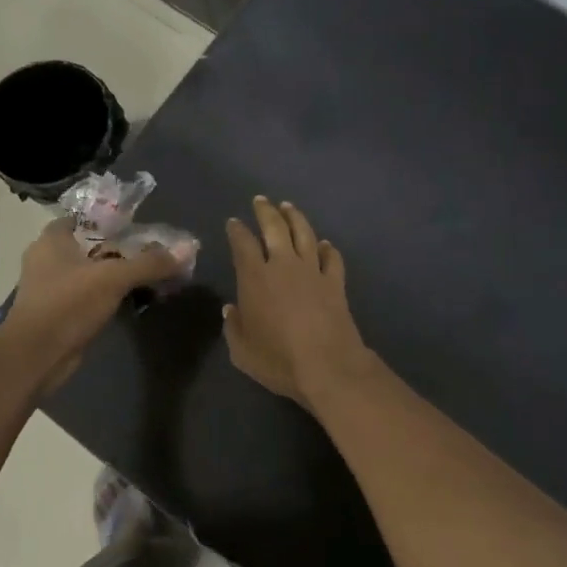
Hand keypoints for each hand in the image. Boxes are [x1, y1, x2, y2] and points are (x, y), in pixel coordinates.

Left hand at [0, 219, 185, 392]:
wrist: (35, 358)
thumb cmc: (67, 305)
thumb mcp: (113, 278)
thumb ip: (150, 263)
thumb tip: (188, 248)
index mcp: (52, 240)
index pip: (86, 217)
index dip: (113, 219)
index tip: (141, 226)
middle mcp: (48, 259)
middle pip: (93, 245)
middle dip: (122, 249)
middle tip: (154, 251)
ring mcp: (52, 287)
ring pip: (93, 272)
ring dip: (118, 274)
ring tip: (151, 275)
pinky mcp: (60, 312)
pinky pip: (90, 295)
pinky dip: (110, 295)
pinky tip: (134, 298)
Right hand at [223, 197, 372, 408]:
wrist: (327, 365)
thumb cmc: (278, 359)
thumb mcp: (242, 351)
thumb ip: (234, 327)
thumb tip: (231, 309)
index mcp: (255, 278)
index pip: (243, 244)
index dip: (236, 231)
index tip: (233, 222)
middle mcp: (284, 265)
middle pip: (275, 228)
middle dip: (266, 211)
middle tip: (261, 200)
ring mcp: (313, 271)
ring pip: (304, 234)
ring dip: (295, 218)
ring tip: (288, 207)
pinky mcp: (335, 283)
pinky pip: (331, 258)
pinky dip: (327, 248)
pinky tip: (324, 244)